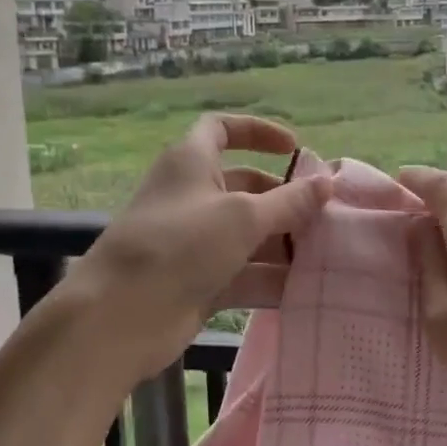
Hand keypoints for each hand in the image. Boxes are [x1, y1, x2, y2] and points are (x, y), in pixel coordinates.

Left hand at [61, 115, 332, 385]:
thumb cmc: (180, 245)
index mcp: (191, 162)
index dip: (257, 132)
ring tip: (326, 255)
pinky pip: (242, 272)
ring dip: (283, 243)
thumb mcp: (243, 217)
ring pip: (247, 234)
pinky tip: (305, 289)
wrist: (120, 316)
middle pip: (245, 187)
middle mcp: (192, 196)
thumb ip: (290, 202)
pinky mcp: (198, 281)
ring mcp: (194, 242)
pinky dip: (269, 278)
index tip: (295, 148)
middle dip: (284, 199)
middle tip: (324, 215)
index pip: (222, 129)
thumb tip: (327, 182)